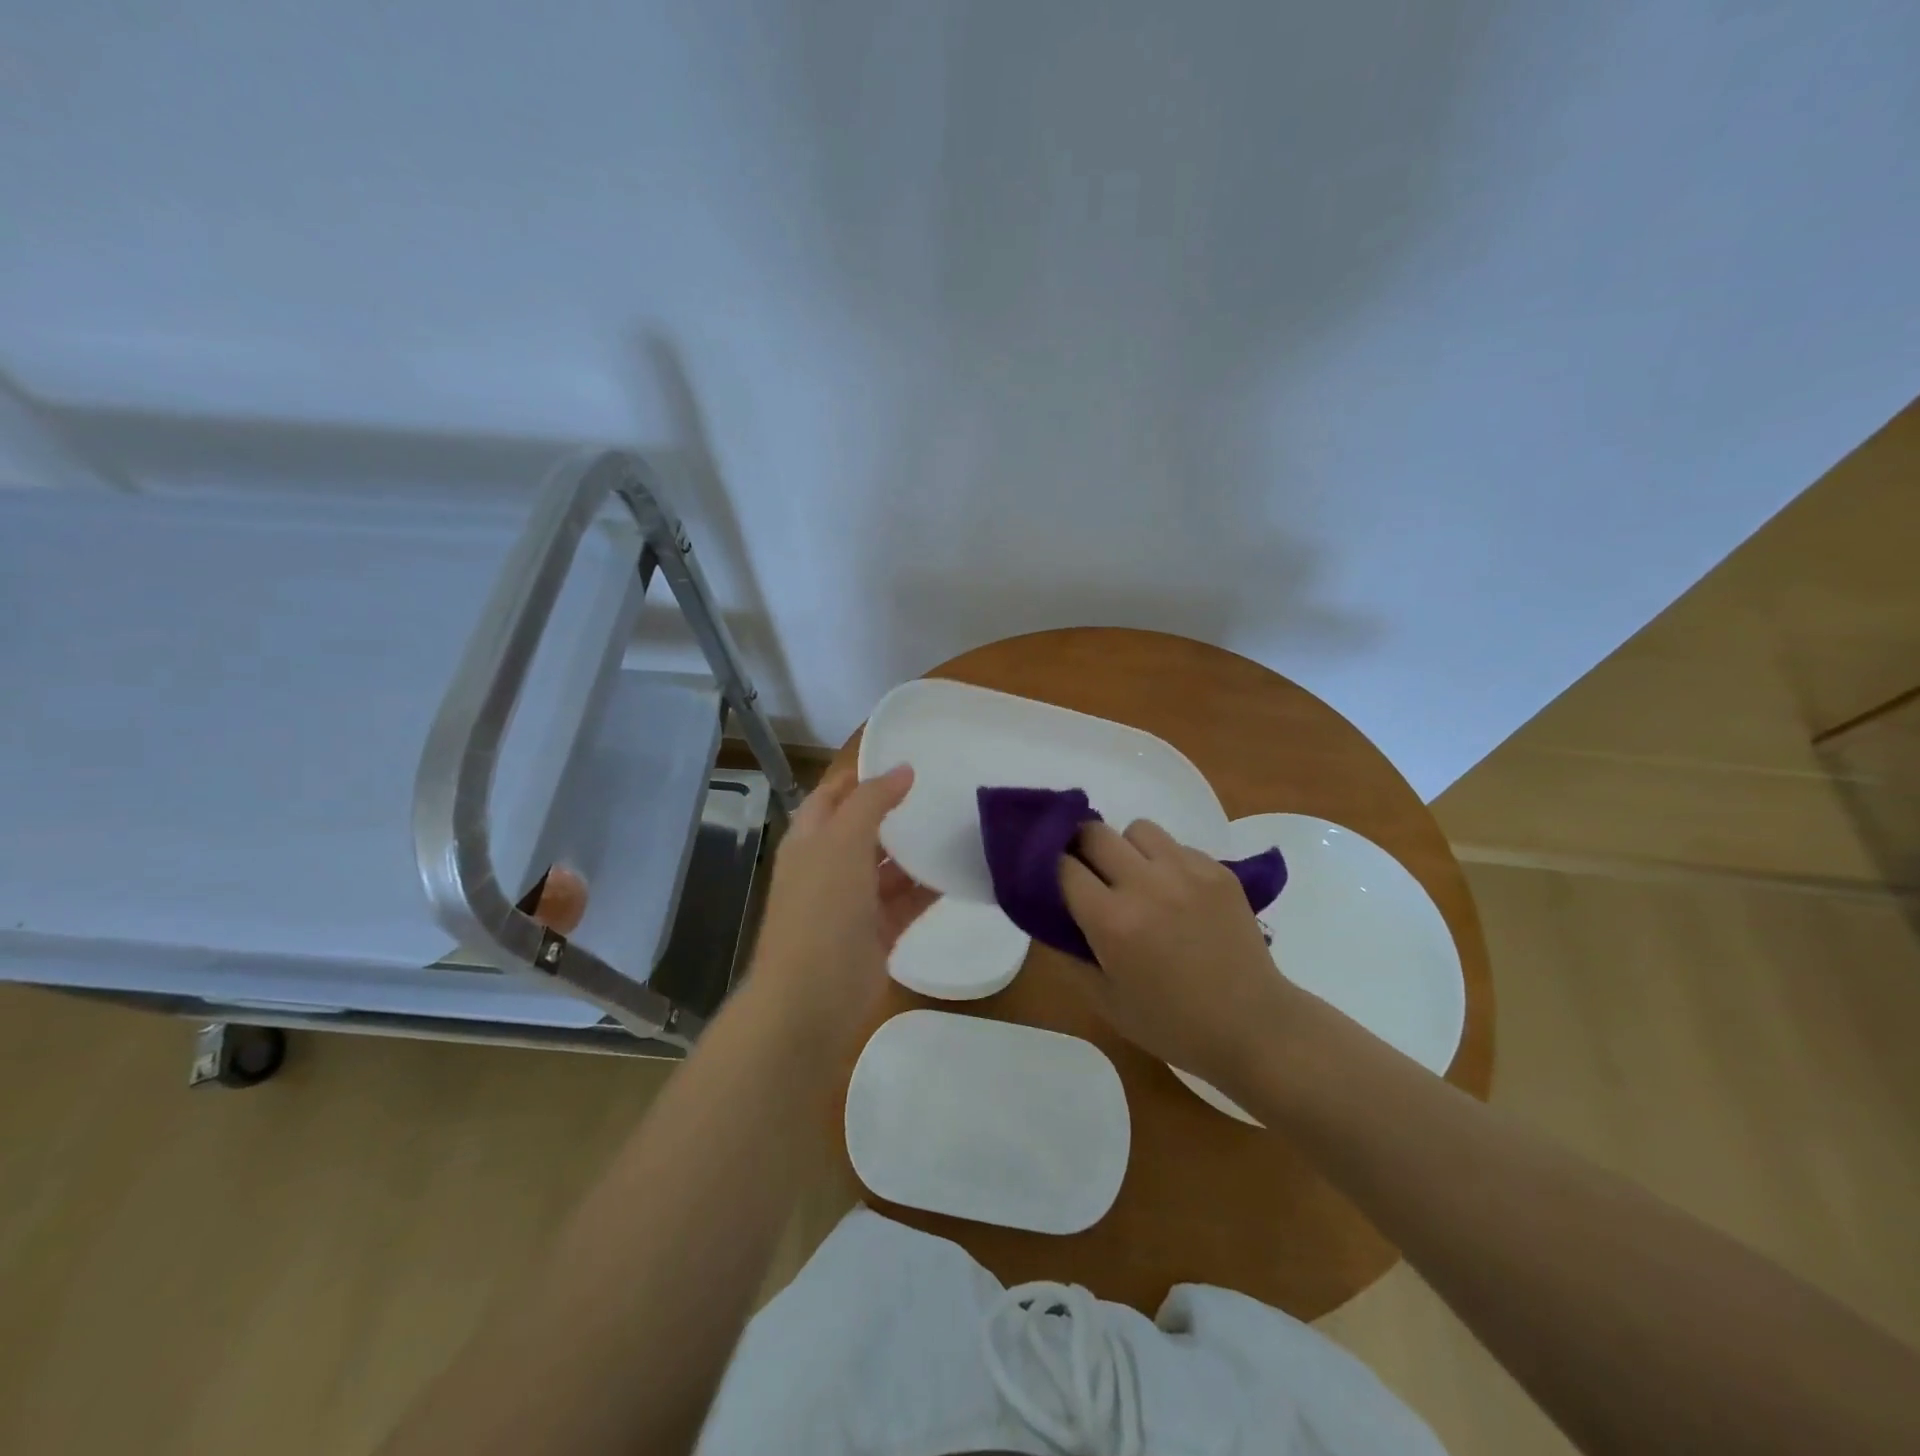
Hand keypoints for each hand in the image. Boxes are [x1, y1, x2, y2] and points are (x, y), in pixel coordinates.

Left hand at [745, 765, 936, 1044]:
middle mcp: (828, 866)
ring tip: (957, 825)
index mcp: (810, 840)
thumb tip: (903, 769)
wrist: (812, 998)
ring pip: (889, 867)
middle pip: (864, 829)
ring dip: (916, 851)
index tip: (904, 758)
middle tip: (941, 790)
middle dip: (896, 811)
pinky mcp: (877, 932)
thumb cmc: (821, 909)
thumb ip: (871, 801)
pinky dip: (928, 888)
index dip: (861, 775)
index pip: (833, 795)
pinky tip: (960, 871)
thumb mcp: (841, 842)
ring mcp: (852, 902)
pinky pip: (907, 901)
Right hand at [1059, 819, 1300, 1090]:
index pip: (1063, 865)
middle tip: (1090, 874)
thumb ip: (1068, 953)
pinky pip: (1177, 845)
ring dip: (1127, 848)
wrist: (1252, 1027)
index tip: (1053, 879)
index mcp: (1112, 921)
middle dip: (1083, 848)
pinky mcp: (1218, 870)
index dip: (1052, 869)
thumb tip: (1048, 915)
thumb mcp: (1104, 1000)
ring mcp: (1187, 872)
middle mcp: (1146, 884)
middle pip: (1095, 832)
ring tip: (1136, 878)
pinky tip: (1175, 893)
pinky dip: (1165, 861)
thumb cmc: (1171, 1023)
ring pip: (1138, 828)